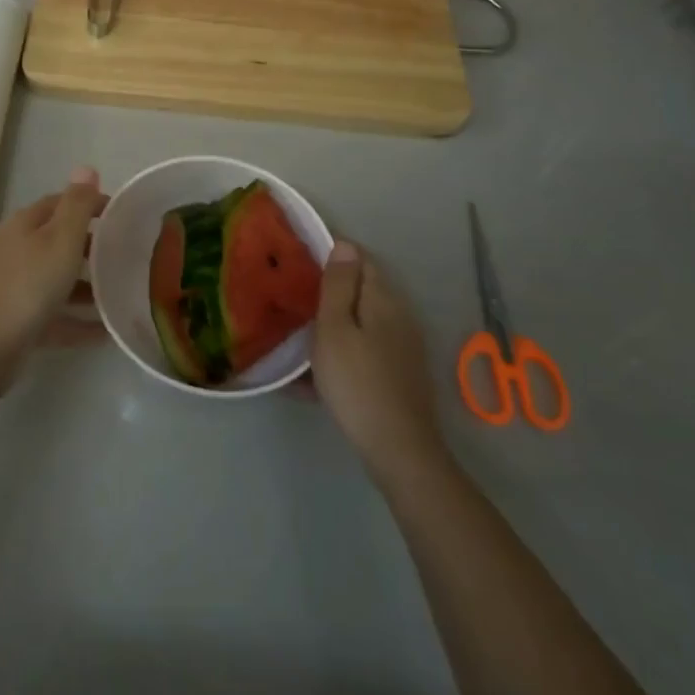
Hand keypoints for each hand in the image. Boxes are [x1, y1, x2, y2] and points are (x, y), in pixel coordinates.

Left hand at [0, 168, 104, 392]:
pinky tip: (105, 333)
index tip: (121, 214)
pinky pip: (53, 318)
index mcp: (23, 225)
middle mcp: (14, 251)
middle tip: (124, 255)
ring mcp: (11, 289)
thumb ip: (76, 206)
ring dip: (85, 286)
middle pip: (55, 241)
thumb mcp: (59, 240)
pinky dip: (77, 321)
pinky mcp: (13, 325)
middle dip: (88, 246)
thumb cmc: (25, 287)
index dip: (88, 204)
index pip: (58, 203)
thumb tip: (86, 167)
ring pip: (54, 281)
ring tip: (120, 294)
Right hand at [312, 242, 450, 481]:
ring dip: (332, 323)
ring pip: (361, 322)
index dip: (332, 254)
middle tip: (293, 298)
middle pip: (361, 290)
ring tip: (298, 335)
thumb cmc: (357, 382)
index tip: (300, 262)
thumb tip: (345, 244)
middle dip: (329, 289)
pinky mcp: (399, 373)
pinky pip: (364, 350)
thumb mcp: (335, 329)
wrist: (398, 450)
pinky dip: (341, 352)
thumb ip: (338, 285)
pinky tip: (314, 376)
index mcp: (382, 299)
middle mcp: (398, 316)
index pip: (360, 258)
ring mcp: (402, 347)